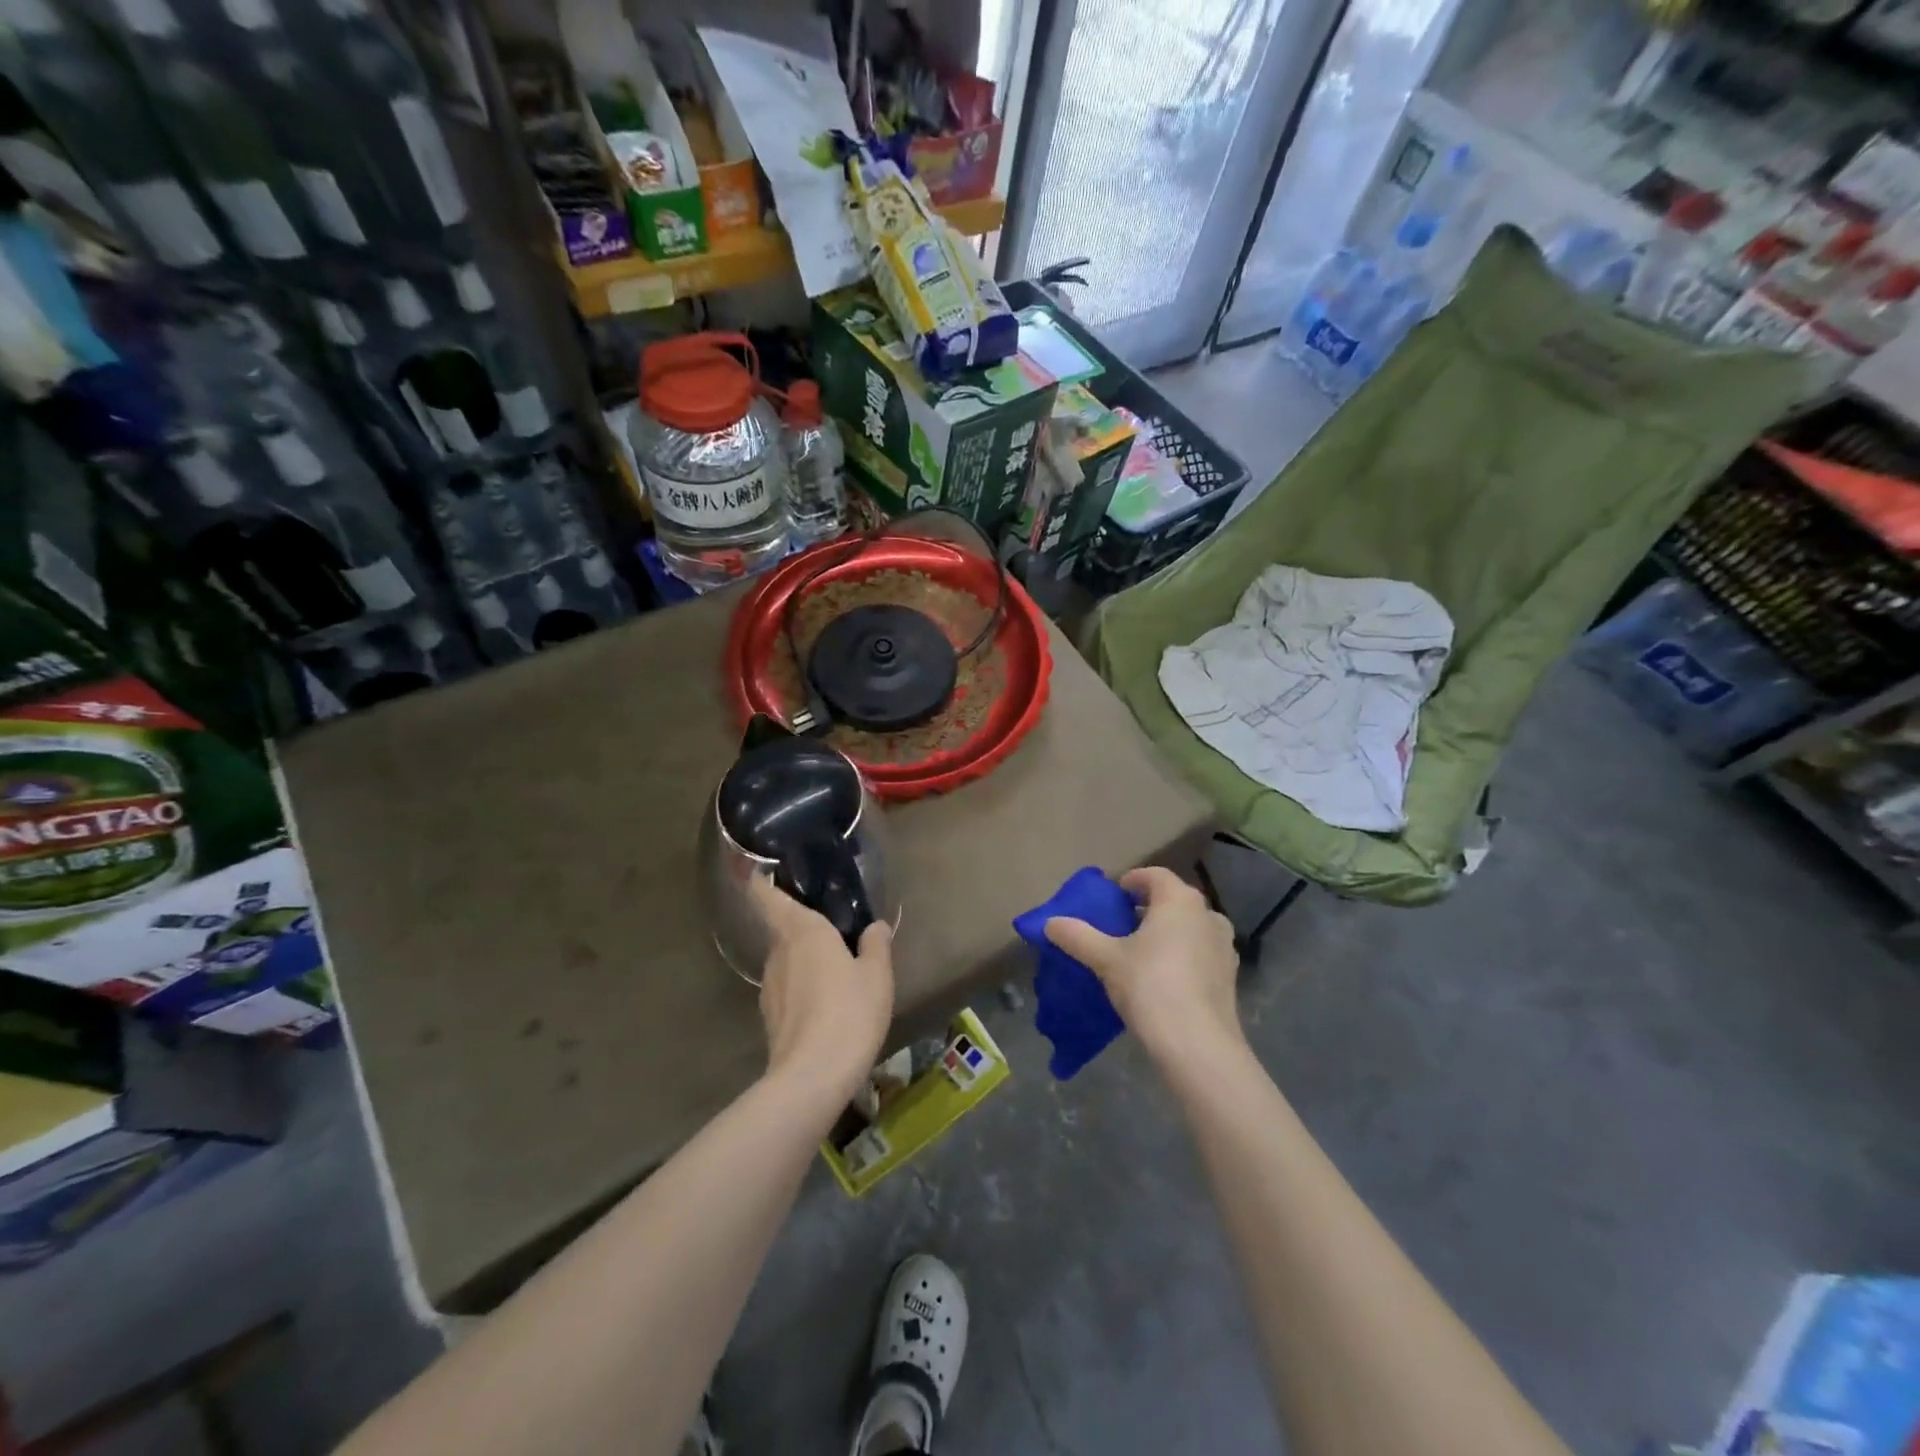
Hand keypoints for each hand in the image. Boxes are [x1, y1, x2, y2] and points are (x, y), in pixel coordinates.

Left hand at [751, 875, 894, 1102]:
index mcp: (802, 931)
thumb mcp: (877, 974)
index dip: (761, 881)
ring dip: (805, 961)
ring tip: (837, 971)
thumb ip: (876, 945)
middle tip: (835, 929)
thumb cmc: (849, 1011)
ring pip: (787, 961)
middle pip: (783, 929)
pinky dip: (804, 988)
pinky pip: (788, 989)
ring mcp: (769, 987)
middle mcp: (778, 952)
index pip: (768, 896)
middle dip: (804, 927)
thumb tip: (874, 926)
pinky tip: (827, 1005)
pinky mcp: (770, 1017)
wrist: (813, 1077)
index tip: (763, 870)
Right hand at [1044, 866, 1240, 1066]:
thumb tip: (1050, 923)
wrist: (1198, 1045)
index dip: (1131, 880)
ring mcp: (1224, 946)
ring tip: (1140, 952)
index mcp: (1179, 900)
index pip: (1154, 875)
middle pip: (1173, 900)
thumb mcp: (1106, 959)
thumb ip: (1078, 936)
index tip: (1112, 896)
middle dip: (1147, 908)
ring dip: (1167, 932)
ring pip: (1190, 927)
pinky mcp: (1229, 977)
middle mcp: (1207, 915)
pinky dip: (1182, 955)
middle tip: (1120, 925)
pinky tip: (1162, 978)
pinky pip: (1200, 953)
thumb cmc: (1150, 986)